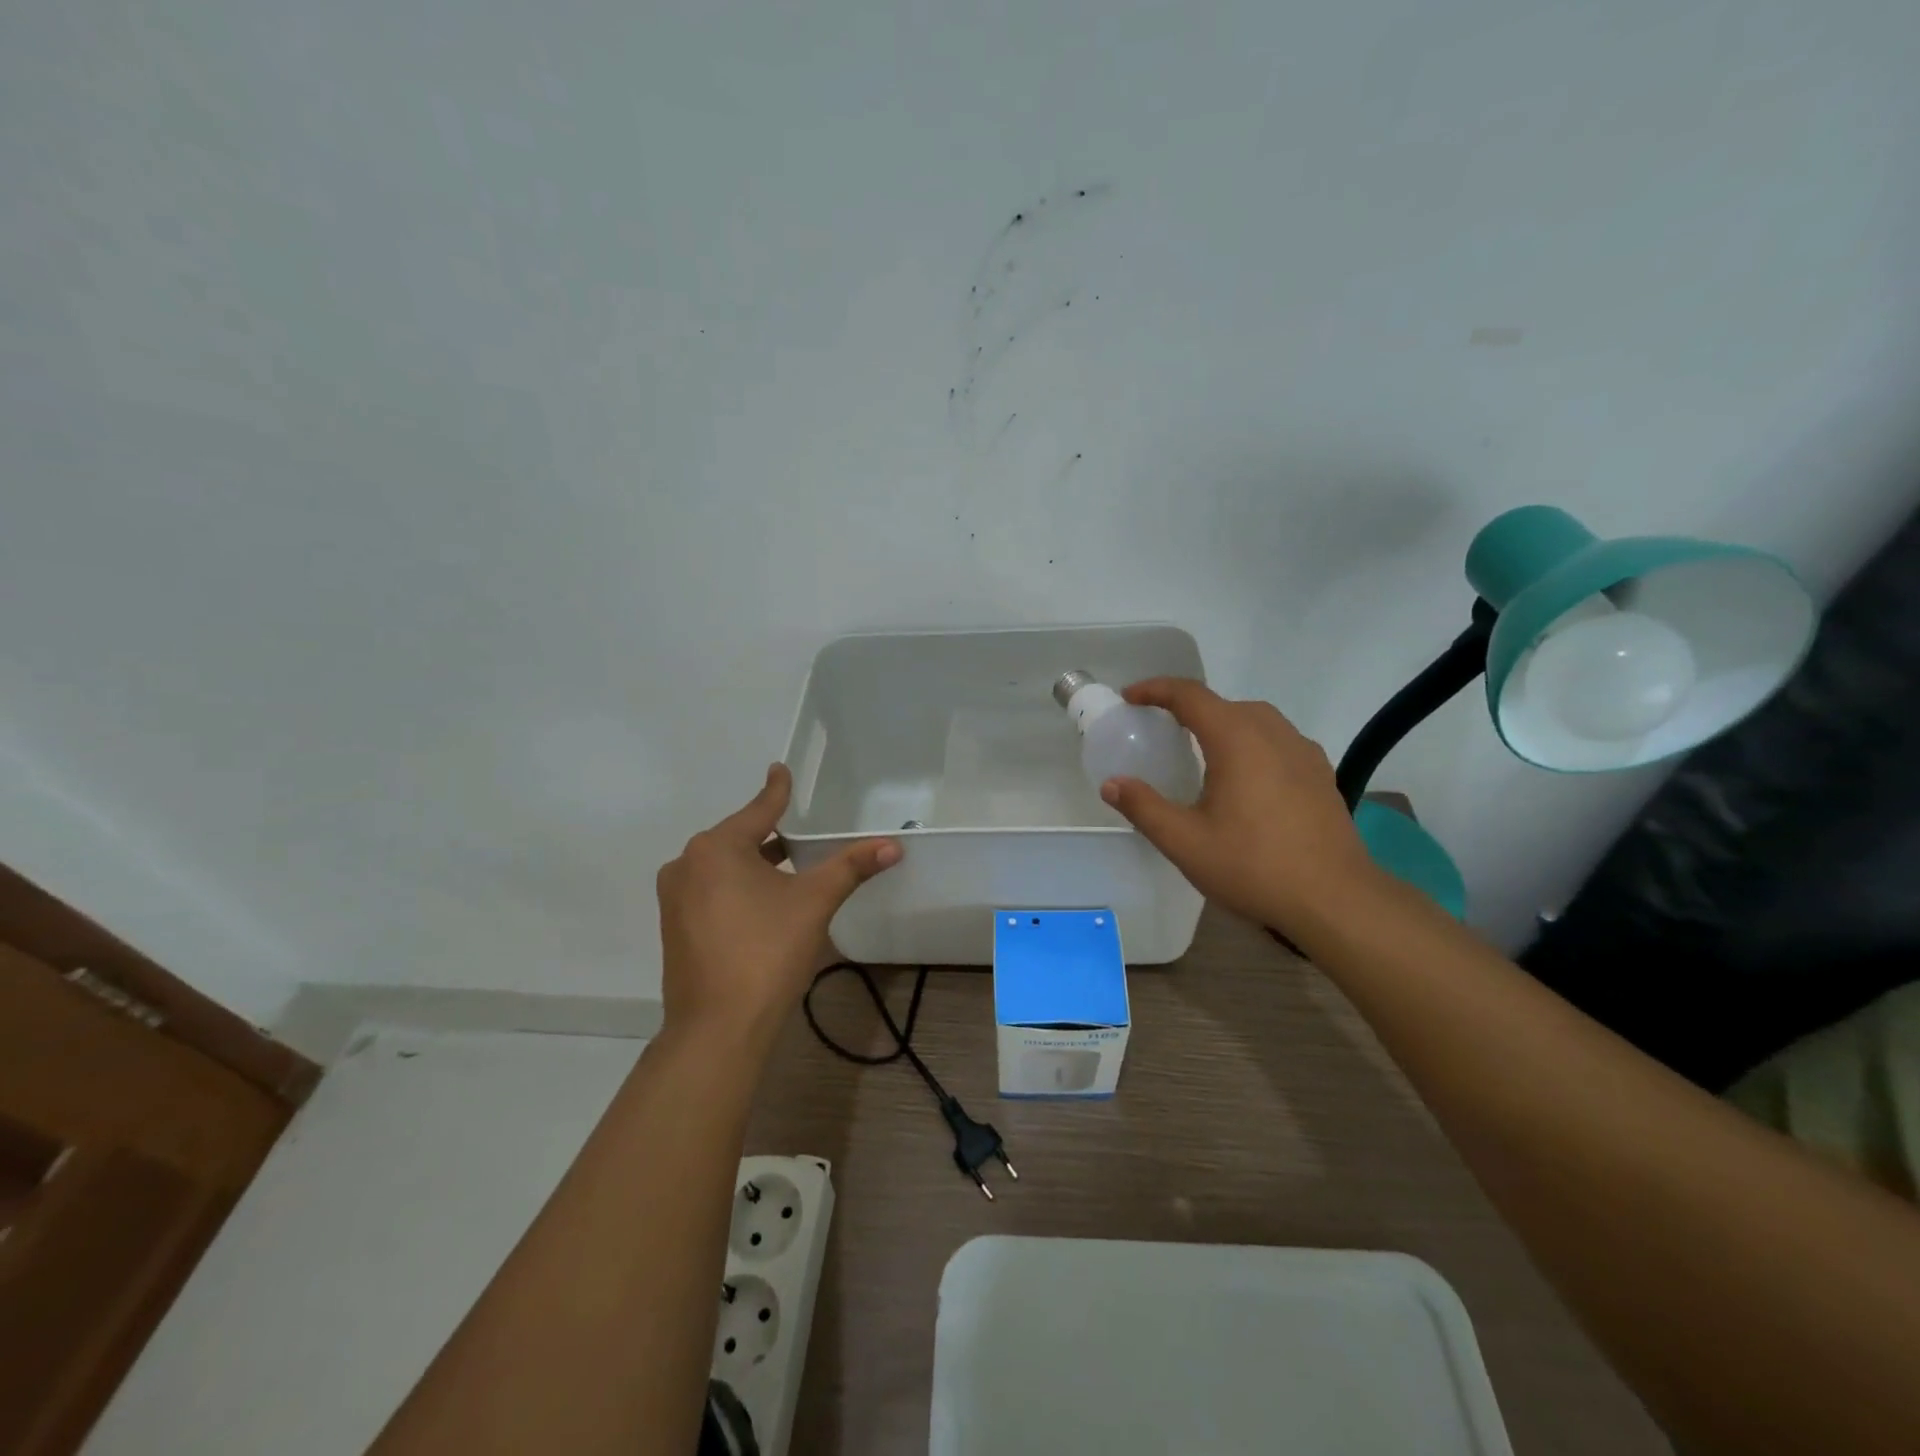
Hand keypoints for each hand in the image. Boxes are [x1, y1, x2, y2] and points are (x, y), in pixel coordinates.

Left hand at [657, 764, 899, 1047]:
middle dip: (770, 836)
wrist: (718, 1027)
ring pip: (723, 867)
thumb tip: (893, 845)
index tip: (780, 768)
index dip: (777, 791)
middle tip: (801, 835)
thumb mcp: (814, 902)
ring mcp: (675, 898)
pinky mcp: (674, 927)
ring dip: (755, 865)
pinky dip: (737, 888)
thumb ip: (851, 867)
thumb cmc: (767, 951)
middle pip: (739, 838)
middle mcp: (687, 864)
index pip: (759, 810)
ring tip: (788, 869)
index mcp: (716, 848)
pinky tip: (762, 904)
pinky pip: (710, 891)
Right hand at [1098, 678, 1384, 937]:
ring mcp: (1303, 752)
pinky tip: (1245, 778)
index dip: (1156, 690)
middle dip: (1188, 708)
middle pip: (1224, 704)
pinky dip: (1251, 743)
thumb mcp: (1185, 842)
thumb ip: (1144, 807)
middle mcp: (1273, 734)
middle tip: (1160, 728)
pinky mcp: (1321, 774)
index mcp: (1237, 740)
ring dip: (1223, 723)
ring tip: (1201, 751)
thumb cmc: (1254, 867)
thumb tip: (1112, 784)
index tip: (1130, 697)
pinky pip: (1278, 741)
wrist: (1335, 900)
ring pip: (1255, 720)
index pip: (1191, 696)